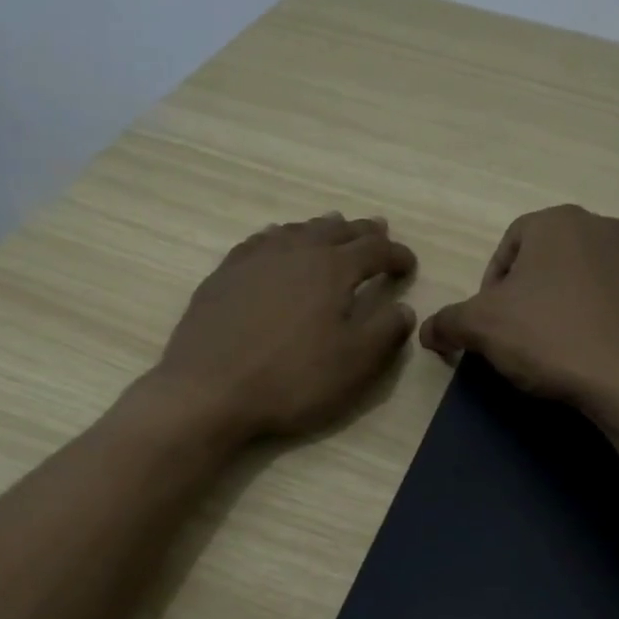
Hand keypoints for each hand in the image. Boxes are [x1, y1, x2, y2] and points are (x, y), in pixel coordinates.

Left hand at [150, 213, 416, 441]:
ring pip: (297, 230)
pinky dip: (281, 237)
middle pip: (336, 230)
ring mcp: (255, 259)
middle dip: (362, 232)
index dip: (397, 255)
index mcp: (332, 269)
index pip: (375, 251)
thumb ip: (385, 332)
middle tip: (378, 231)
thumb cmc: (291, 379)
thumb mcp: (354, 364)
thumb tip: (404, 309)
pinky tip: (277, 243)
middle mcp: (295, 251)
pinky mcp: (224, 274)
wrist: (209, 389)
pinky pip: (261, 241)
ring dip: (322, 229)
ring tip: (333, 228)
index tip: (409, 265)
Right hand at [419, 206, 618, 423]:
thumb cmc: (551, 338)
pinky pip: (617, 303)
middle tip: (520, 337)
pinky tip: (592, 355)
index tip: (491, 325)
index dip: (491, 287)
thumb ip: (448, 323)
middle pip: (547, 261)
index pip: (508, 246)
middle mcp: (604, 227)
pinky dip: (599, 322)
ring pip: (584, 280)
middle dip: (529, 296)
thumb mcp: (482, 329)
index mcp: (558, 222)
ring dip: (564, 307)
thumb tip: (426, 331)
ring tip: (557, 349)